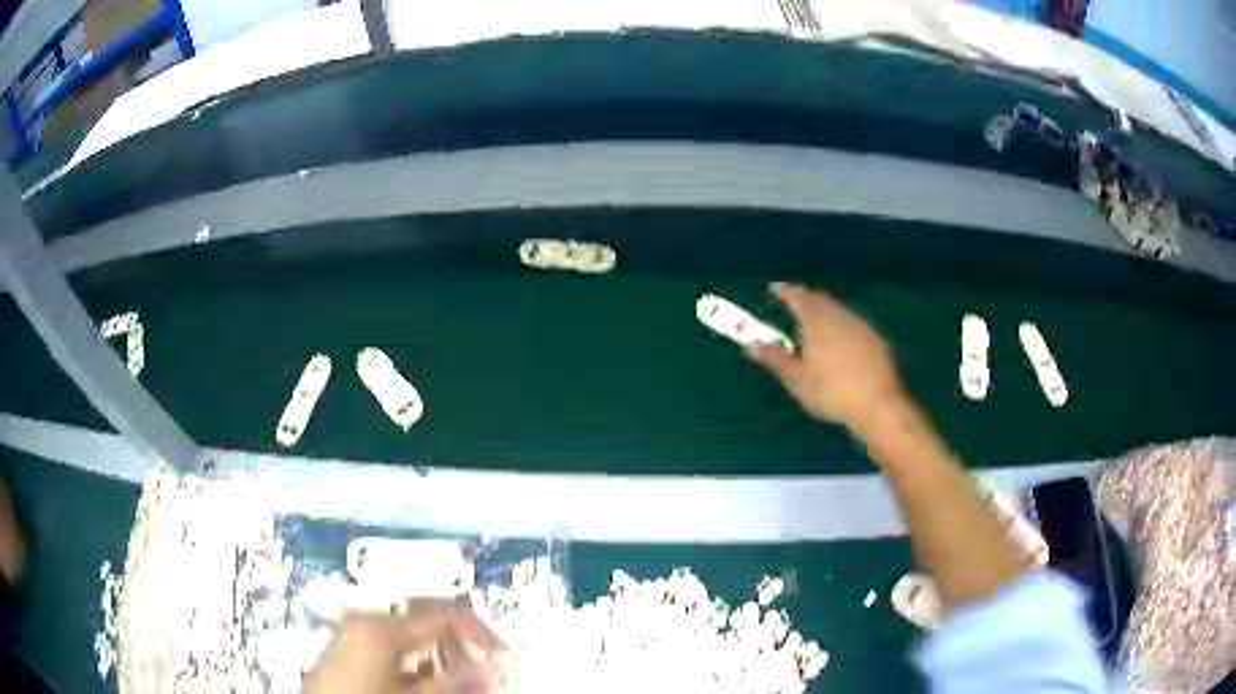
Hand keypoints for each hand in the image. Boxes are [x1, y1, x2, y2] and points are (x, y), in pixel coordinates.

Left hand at [304, 600, 504, 693]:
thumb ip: (453, 681)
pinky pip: (390, 648)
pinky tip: (423, 681)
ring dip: (437, 656)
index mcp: (382, 627)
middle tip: (481, 670)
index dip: (478, 632)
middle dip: (457, 645)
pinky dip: (414, 662)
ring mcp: (353, 634)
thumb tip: (489, 666)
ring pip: (408, 637)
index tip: (502, 654)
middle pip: (425, 622)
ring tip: (455, 680)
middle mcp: (367, 621)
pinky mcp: (347, 650)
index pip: (443, 616)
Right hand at [747, 283, 905, 429]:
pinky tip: (840, 342)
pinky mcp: (875, 339)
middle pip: (819, 299)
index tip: (774, 287)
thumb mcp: (797, 380)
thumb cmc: (831, 392)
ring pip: (838, 310)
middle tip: (793, 304)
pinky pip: (853, 323)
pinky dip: (841, 326)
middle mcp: (839, 316)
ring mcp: (860, 325)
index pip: (797, 296)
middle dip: (805, 299)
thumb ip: (775, 359)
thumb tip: (751, 345)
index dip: (784, 290)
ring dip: (824, 312)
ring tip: (814, 324)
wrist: (878, 404)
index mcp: (816, 321)